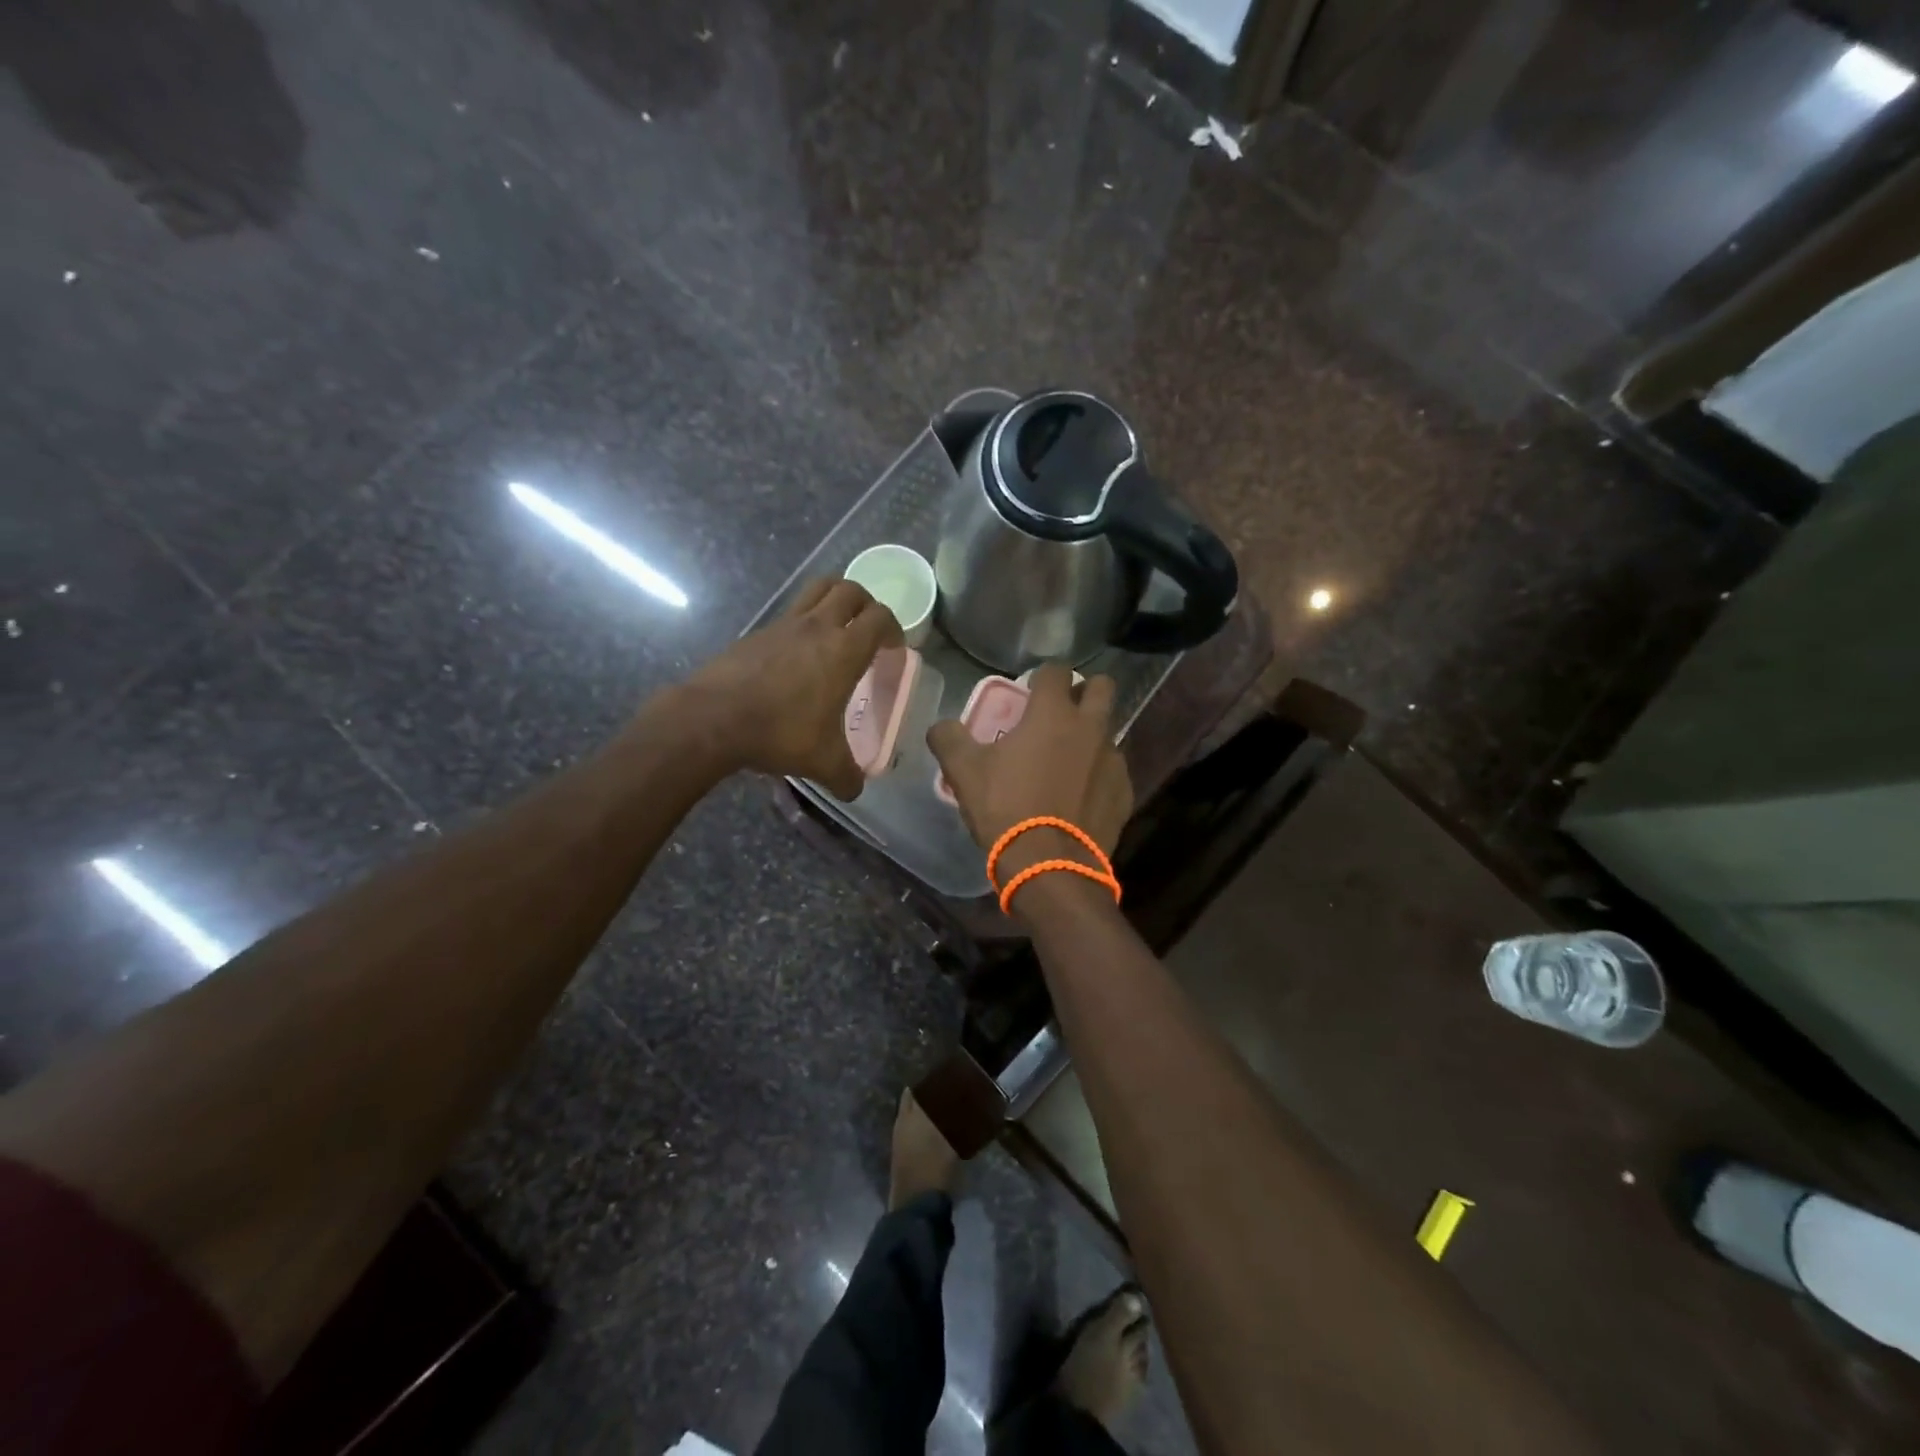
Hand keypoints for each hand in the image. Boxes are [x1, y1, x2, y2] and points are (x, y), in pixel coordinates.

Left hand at [684, 579, 901, 799]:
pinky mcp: (758, 632)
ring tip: (838, 625)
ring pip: (818, 589)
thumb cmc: (780, 732)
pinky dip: (803, 621)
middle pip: (851, 590)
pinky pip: (789, 613)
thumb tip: (855, 790)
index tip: (894, 649)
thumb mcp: (823, 762)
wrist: (713, 718)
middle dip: (867, 604)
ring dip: (835, 598)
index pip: (880, 618)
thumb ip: (847, 776)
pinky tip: (798, 652)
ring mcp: (784, 624)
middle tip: (869, 629)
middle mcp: (817, 627)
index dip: (894, 629)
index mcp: (844, 650)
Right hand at [927, 665, 1133, 882]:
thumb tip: (941, 726)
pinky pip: (1113, 771)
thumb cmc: (1006, 808)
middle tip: (1062, 711)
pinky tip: (1080, 796)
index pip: (1056, 671)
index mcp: (1052, 714)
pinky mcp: (1124, 792)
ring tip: (1067, 761)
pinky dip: (1098, 775)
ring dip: (1091, 736)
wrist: (1049, 865)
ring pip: (1108, 732)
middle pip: (1102, 687)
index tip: (1031, 689)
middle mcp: (1090, 727)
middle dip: (1085, 691)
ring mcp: (1113, 760)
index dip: (1043, 675)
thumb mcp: (963, 771)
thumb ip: (948, 738)